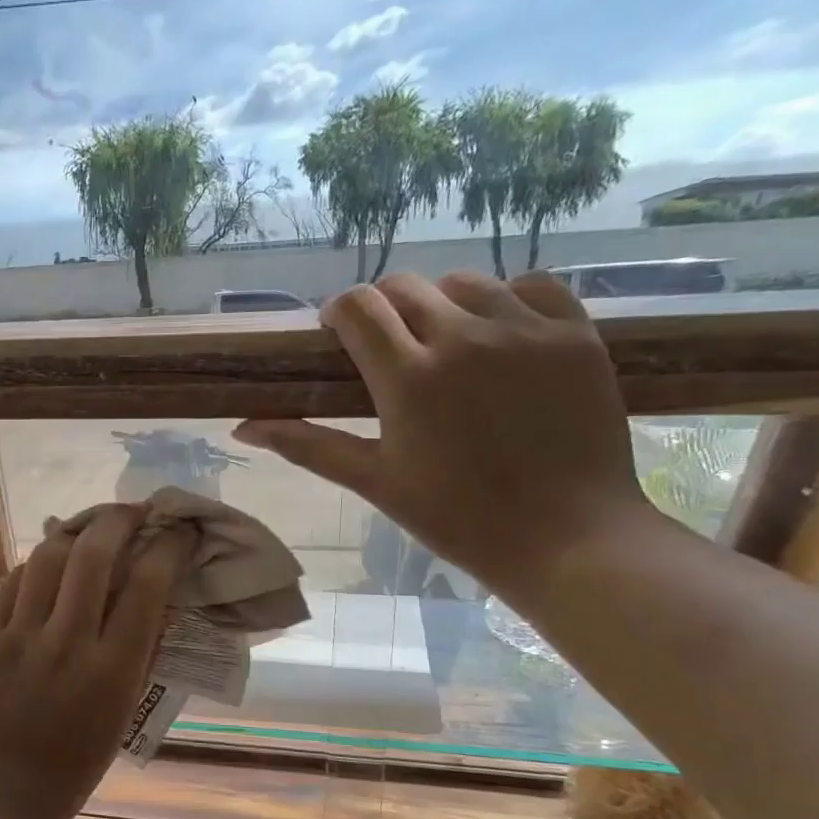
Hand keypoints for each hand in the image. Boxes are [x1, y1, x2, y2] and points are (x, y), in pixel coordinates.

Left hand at [0, 506, 194, 818]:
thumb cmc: (69, 771)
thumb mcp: (120, 717)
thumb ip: (137, 655)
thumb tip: (151, 598)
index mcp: (111, 672)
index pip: (146, 585)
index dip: (168, 546)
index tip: (179, 531)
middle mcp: (65, 643)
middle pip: (93, 554)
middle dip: (120, 520)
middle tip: (135, 513)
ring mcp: (18, 636)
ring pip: (48, 556)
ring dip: (77, 532)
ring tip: (92, 528)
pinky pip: (15, 581)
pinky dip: (39, 562)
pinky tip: (51, 561)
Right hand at [234, 270, 653, 600]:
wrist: (567, 536)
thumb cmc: (457, 517)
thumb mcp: (374, 481)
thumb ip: (307, 444)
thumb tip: (242, 427)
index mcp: (408, 377)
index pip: (359, 306)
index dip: (340, 312)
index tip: (338, 334)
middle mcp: (464, 337)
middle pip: (405, 287)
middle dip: (384, 308)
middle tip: (388, 347)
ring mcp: (526, 330)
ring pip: (465, 282)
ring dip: (441, 302)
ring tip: (446, 342)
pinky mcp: (576, 334)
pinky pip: (531, 285)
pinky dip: (507, 299)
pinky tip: (501, 334)